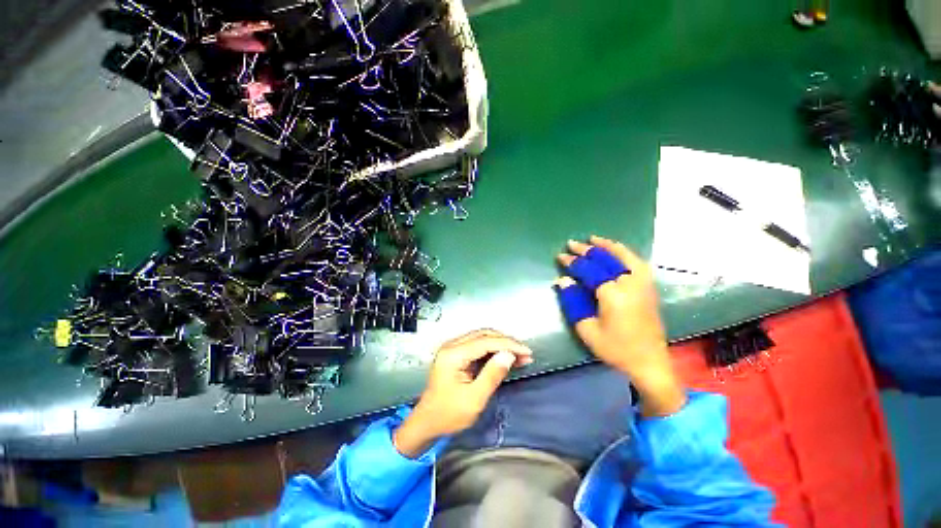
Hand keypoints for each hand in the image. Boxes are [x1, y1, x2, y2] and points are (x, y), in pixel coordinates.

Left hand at [393, 329, 532, 457]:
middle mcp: (452, 345)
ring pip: (482, 338)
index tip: (527, 351)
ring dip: (501, 344)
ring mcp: (453, 348)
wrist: (427, 422)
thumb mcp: (474, 399)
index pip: (485, 341)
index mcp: (453, 354)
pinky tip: (506, 357)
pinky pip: (478, 346)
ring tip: (520, 356)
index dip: (508, 344)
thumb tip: (509, 355)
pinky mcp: (456, 353)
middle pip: (484, 335)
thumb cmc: (449, 415)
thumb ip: (492, 375)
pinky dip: (493, 350)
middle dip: (506, 342)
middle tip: (525, 354)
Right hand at [557, 235, 685, 416]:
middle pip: (604, 259)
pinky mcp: (649, 287)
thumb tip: (563, 280)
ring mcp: (642, 284)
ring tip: (593, 239)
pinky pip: (636, 262)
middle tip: (571, 243)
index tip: (560, 256)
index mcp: (612, 294)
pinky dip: (624, 253)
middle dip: (586, 250)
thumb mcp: (587, 329)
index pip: (588, 270)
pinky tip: (616, 251)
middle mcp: (629, 283)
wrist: (649, 362)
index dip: (573, 262)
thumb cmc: (615, 348)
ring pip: (624, 256)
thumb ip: (573, 302)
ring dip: (606, 246)